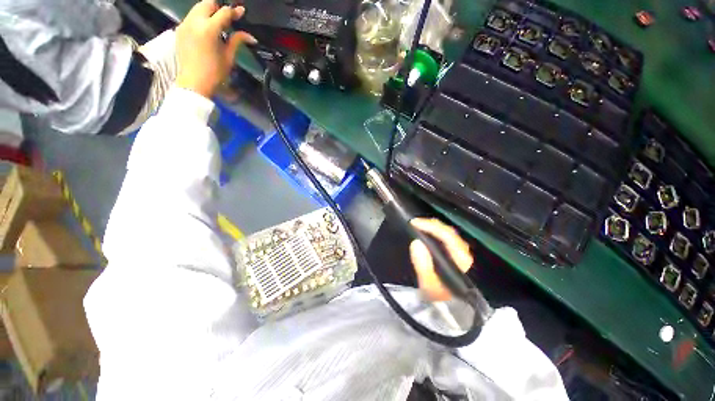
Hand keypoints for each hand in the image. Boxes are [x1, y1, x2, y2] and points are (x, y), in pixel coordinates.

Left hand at [175, 0, 255, 97]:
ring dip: (208, 12)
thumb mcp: (229, 57)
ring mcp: (184, 24)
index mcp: (208, 29)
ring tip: (217, 23)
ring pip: (197, 8)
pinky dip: (200, 19)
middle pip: (207, 3)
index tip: (241, 11)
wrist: (194, 83)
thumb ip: (237, 41)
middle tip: (228, 17)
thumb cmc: (215, 73)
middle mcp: (194, 22)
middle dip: (218, 7)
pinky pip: (191, 17)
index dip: (234, 11)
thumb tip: (250, 36)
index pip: (223, 13)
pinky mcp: (179, 30)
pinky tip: (206, 30)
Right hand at [409, 218, 473, 300]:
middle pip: (449, 232)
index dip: (431, 227)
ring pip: (448, 232)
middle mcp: (463, 253)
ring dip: (432, 226)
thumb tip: (416, 242)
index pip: (448, 237)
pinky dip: (434, 231)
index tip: (414, 223)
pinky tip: (425, 230)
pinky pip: (445, 236)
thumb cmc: (438, 295)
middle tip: (414, 223)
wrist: (446, 305)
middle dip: (431, 224)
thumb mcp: (428, 285)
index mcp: (461, 260)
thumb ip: (423, 266)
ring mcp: (460, 251)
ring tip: (418, 225)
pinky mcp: (454, 252)